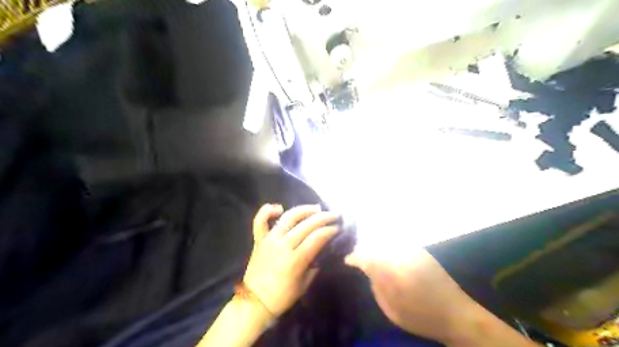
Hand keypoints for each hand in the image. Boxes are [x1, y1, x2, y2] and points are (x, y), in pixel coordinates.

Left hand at [242, 205, 337, 317]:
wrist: (255, 301)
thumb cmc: (282, 296)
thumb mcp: (305, 284)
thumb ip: (314, 265)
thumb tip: (321, 250)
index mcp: (295, 260)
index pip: (317, 238)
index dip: (330, 230)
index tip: (338, 227)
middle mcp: (283, 245)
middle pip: (307, 225)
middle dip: (323, 218)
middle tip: (334, 215)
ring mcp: (270, 240)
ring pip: (288, 217)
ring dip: (304, 210)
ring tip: (316, 208)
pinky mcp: (259, 239)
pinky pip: (260, 221)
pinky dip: (267, 211)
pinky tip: (279, 207)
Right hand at [348, 249, 476, 344]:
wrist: (457, 314)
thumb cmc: (422, 316)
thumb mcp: (392, 309)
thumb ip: (377, 286)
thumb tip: (368, 270)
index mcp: (394, 271)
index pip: (367, 257)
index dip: (355, 257)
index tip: (348, 260)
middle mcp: (402, 256)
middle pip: (376, 246)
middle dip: (365, 250)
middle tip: (358, 257)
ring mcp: (413, 251)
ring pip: (387, 242)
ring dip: (376, 246)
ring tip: (369, 253)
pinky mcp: (422, 252)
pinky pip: (399, 243)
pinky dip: (388, 245)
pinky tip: (386, 252)